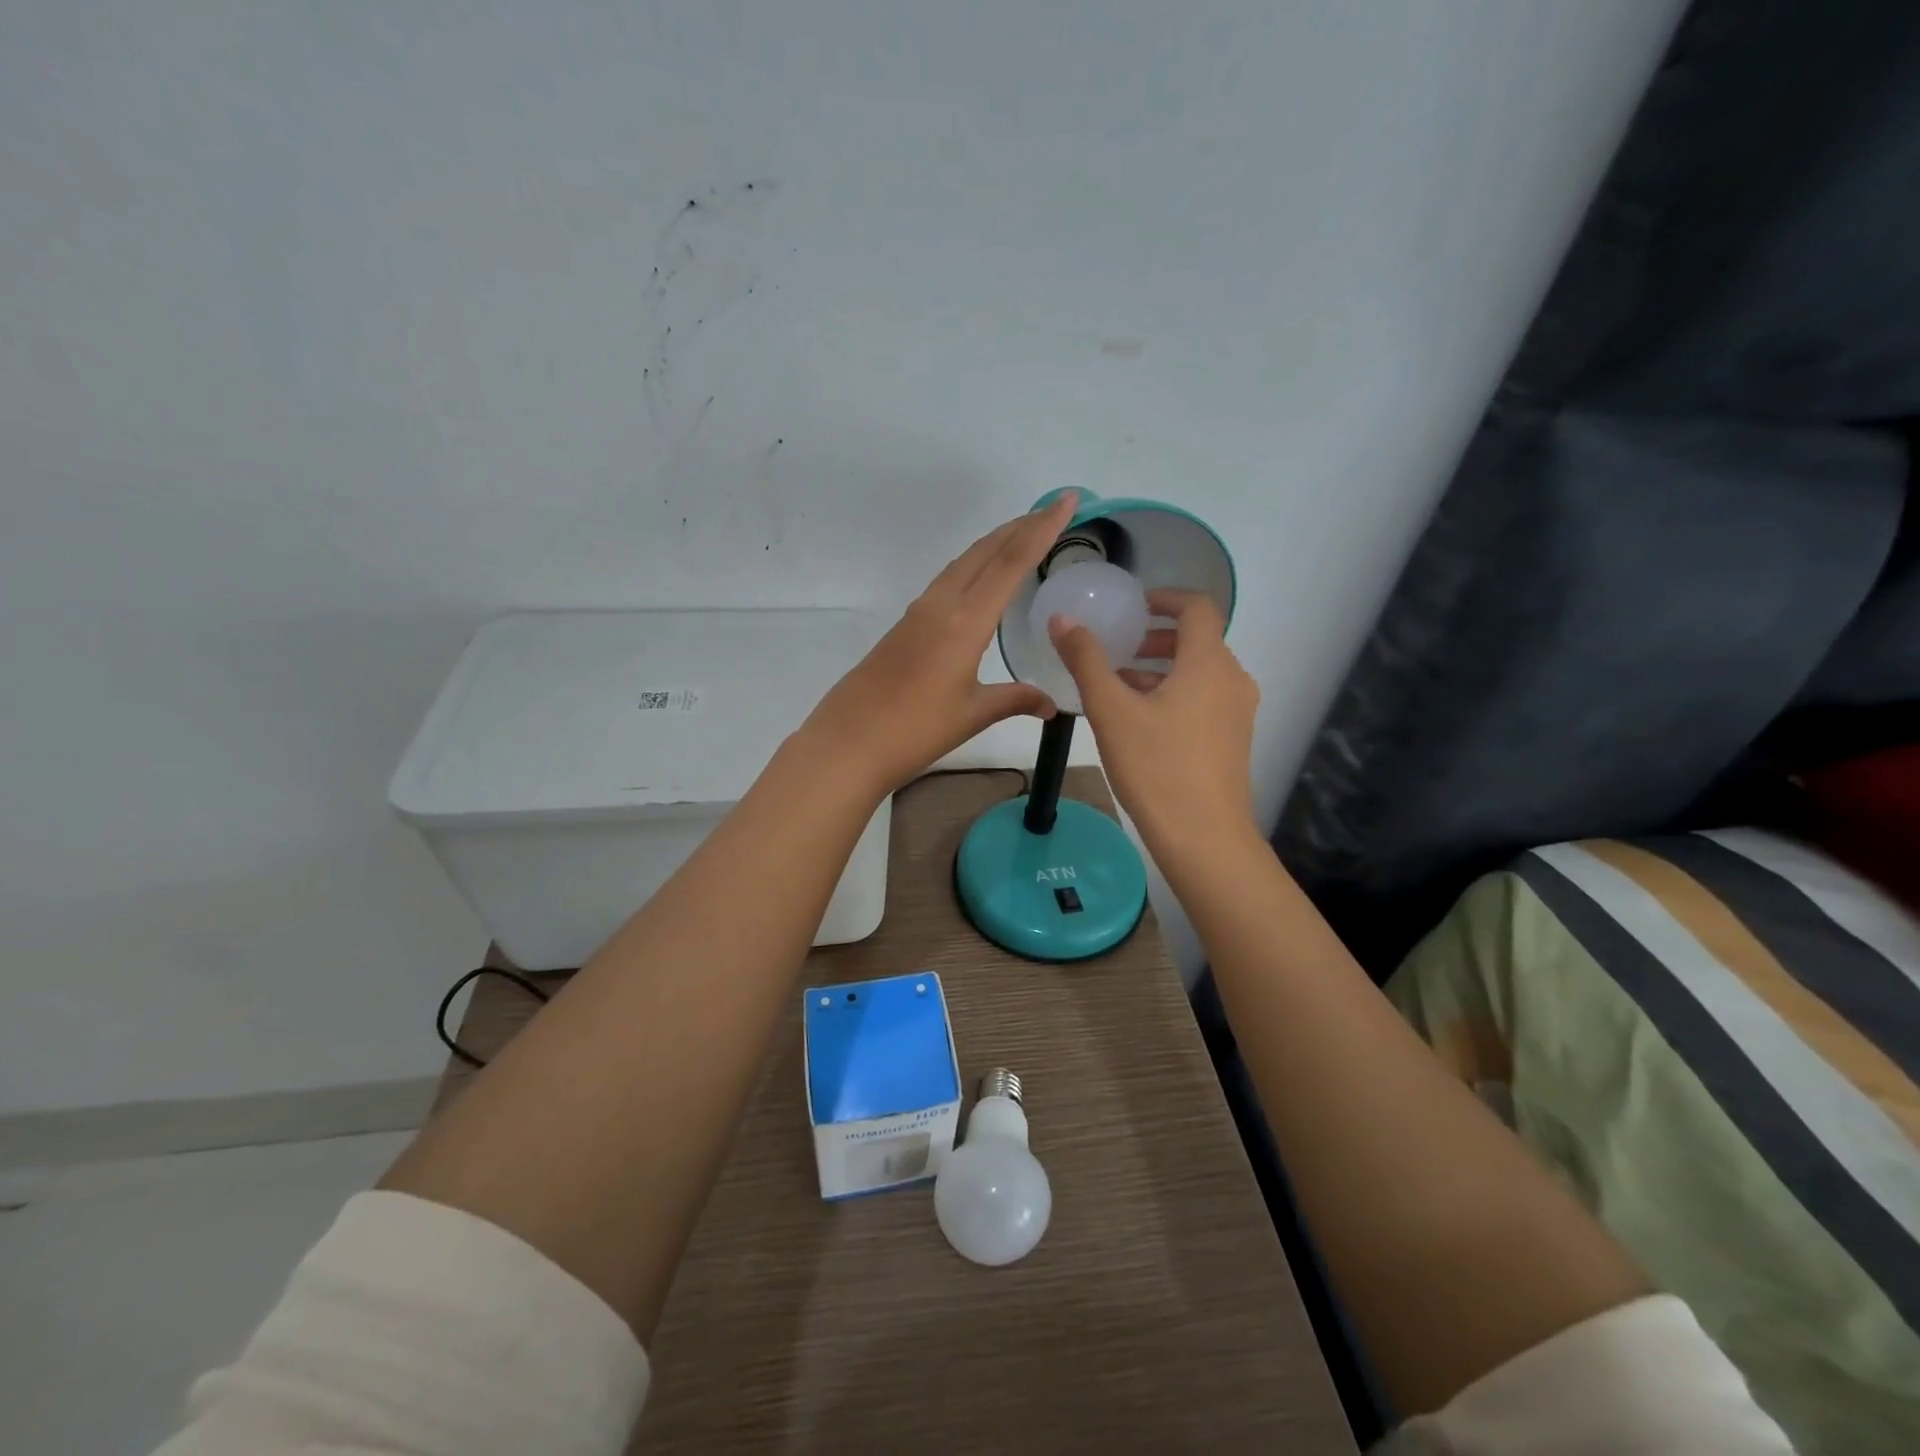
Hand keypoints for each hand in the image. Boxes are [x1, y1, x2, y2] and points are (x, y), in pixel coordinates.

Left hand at [801, 493, 1078, 795]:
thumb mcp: (972, 714)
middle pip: (985, 552)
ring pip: (962, 563)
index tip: (1066, 500)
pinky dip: (973, 567)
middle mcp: (941, 605)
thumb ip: (1015, 700)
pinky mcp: (905, 626)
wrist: (848, 742)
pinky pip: (947, 582)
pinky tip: (980, 581)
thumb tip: (1051, 705)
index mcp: (964, 621)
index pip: (1011, 562)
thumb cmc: (915, 729)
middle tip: (1051, 512)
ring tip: (1022, 536)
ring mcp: (918, 613)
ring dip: (994, 544)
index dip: (1042, 528)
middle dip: (1020, 527)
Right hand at [1048, 589, 1259, 850]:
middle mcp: (1232, 679)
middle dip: (1157, 638)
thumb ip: (1086, 660)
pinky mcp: (1234, 739)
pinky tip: (1142, 721)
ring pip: (1201, 672)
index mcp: (1208, 663)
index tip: (1133, 608)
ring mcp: (1238, 711)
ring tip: (1121, 686)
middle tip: (1119, 649)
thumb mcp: (1111, 711)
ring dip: (1162, 668)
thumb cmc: (1156, 767)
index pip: (1197, 607)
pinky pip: (1206, 698)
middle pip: (1199, 640)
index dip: (1164, 599)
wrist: (1204, 838)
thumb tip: (1063, 620)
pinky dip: (1176, 693)